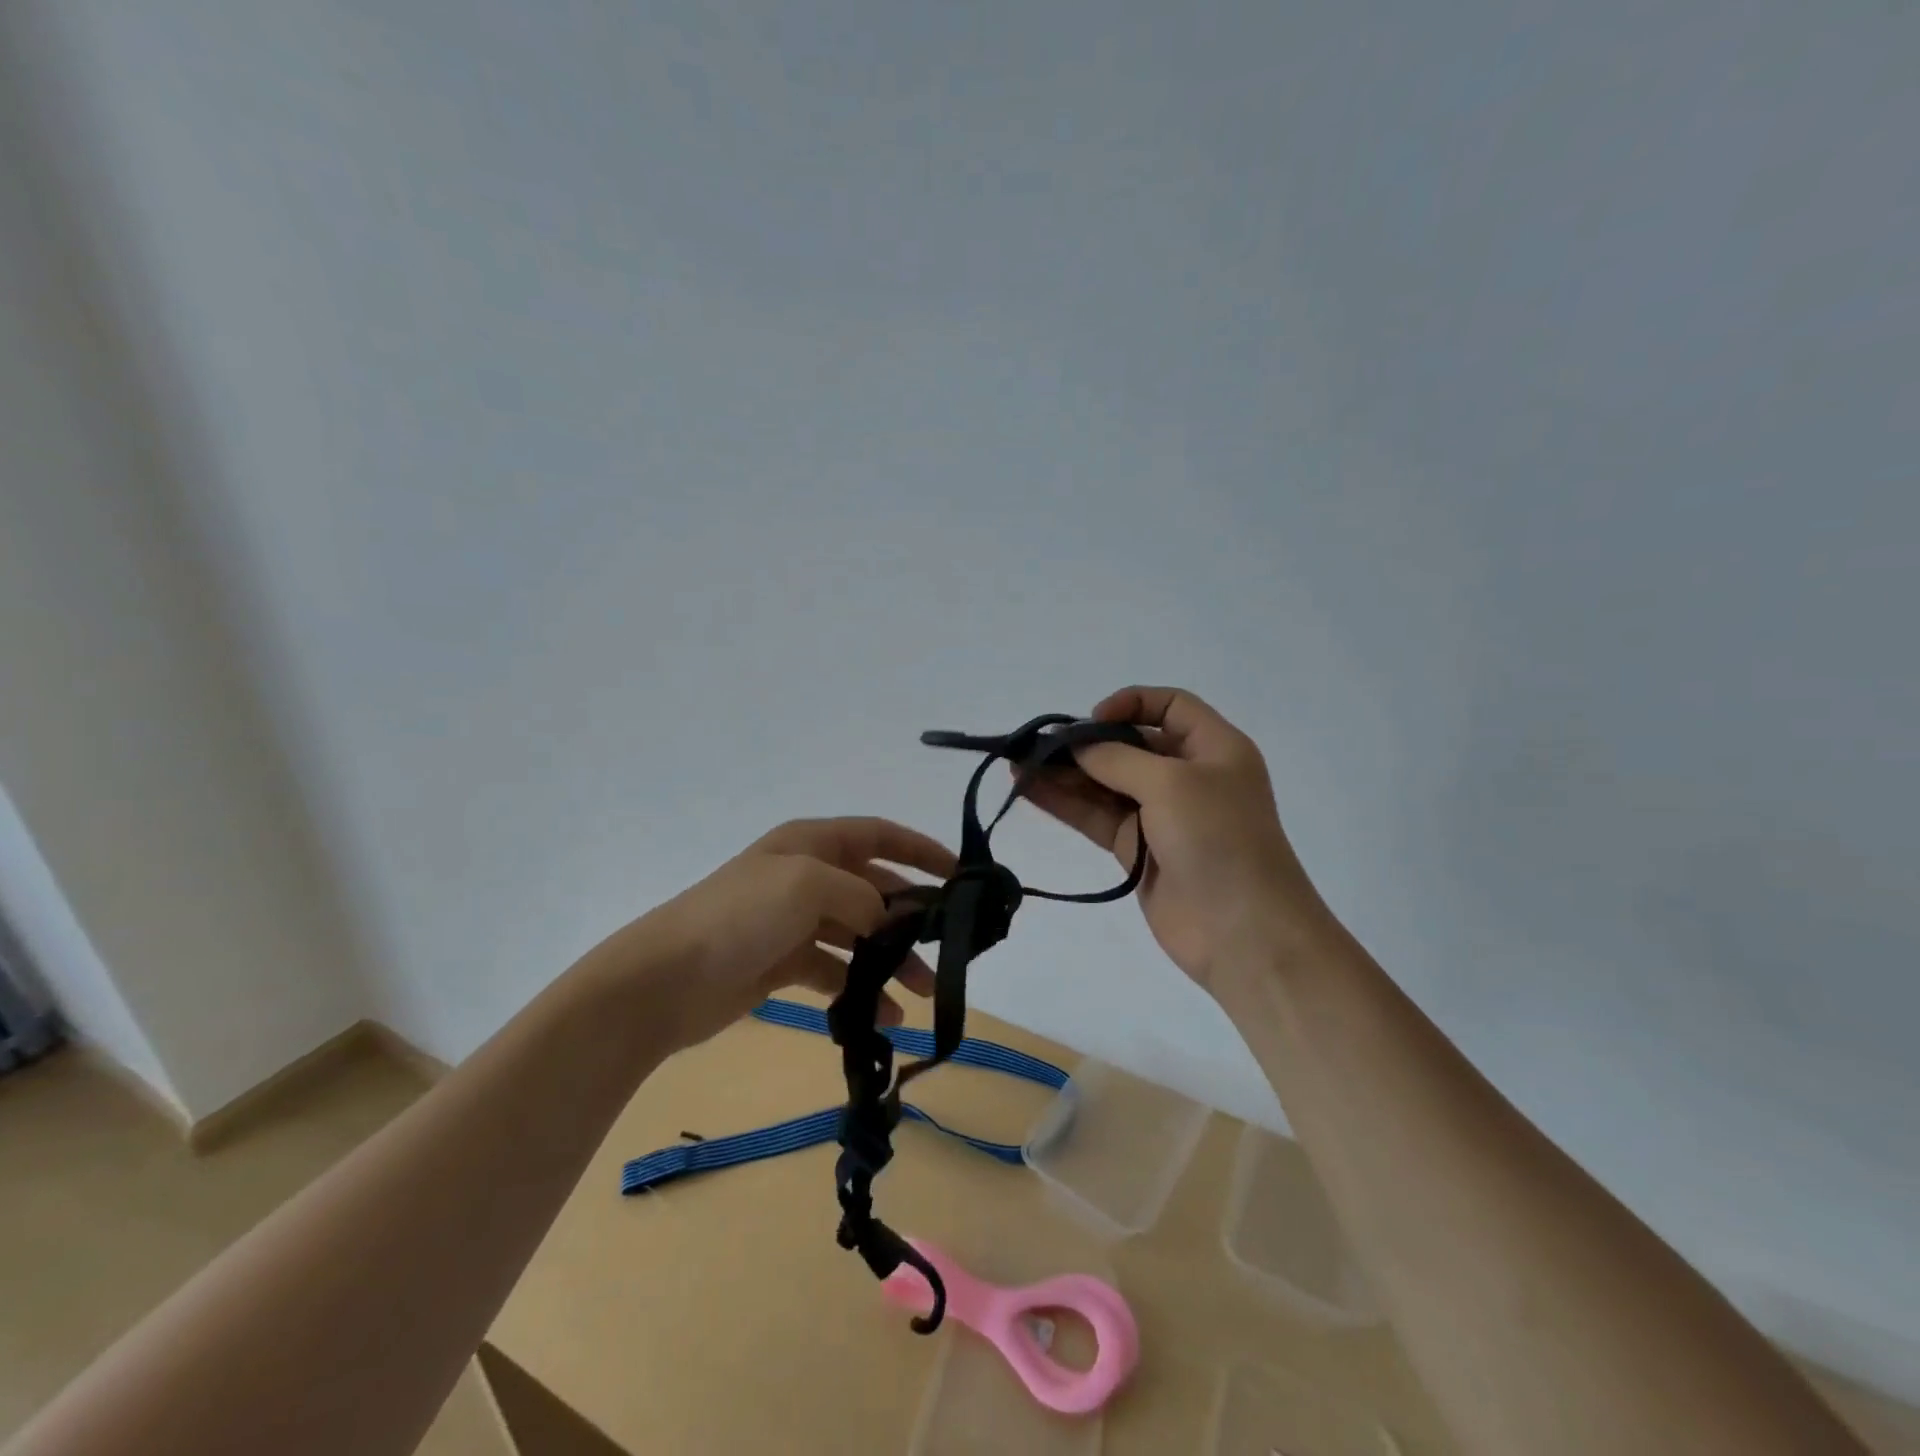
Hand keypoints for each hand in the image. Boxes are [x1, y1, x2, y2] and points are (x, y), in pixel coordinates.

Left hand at [602, 817, 956, 1050]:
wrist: (664, 979)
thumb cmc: (740, 916)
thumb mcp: (807, 885)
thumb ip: (860, 895)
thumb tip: (884, 919)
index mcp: (812, 843)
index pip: (880, 835)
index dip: (921, 850)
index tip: (961, 875)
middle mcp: (807, 876)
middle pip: (875, 889)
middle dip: (912, 918)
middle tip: (947, 951)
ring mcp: (794, 921)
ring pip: (859, 935)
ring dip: (891, 961)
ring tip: (922, 995)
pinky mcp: (783, 963)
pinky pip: (835, 971)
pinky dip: (859, 989)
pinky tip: (881, 1017)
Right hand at [1023, 686, 1328, 990]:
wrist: (1243, 933)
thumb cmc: (1219, 839)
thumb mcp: (1171, 783)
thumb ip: (1117, 758)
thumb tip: (1076, 747)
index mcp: (1214, 748)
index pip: (1171, 706)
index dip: (1131, 703)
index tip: (1091, 720)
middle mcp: (1187, 776)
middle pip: (1130, 745)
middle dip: (1085, 743)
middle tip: (1037, 745)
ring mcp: (1161, 815)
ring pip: (1106, 783)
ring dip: (1065, 773)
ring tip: (1018, 765)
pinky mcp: (1137, 850)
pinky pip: (1096, 817)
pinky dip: (1064, 803)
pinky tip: (1029, 790)